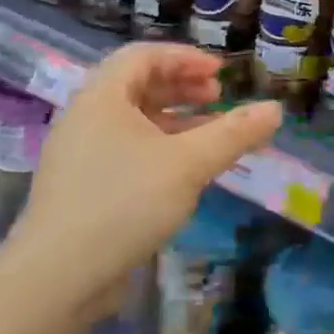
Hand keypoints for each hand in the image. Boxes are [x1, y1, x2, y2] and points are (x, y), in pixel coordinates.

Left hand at [0, 44, 280, 314]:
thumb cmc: (124, 203)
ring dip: (175, 120)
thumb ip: (233, 134)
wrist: (57, 277)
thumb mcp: (188, 164)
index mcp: (102, 97)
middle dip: (182, 87)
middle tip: (217, 97)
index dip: (185, 58)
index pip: (143, 56)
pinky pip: (127, 150)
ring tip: (211, 134)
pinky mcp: (83, 187)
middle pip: (137, 85)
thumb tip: (276, 110)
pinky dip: (160, 149)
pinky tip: (184, 172)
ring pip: (134, 122)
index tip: (220, 74)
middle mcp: (86, 117)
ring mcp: (81, 154)